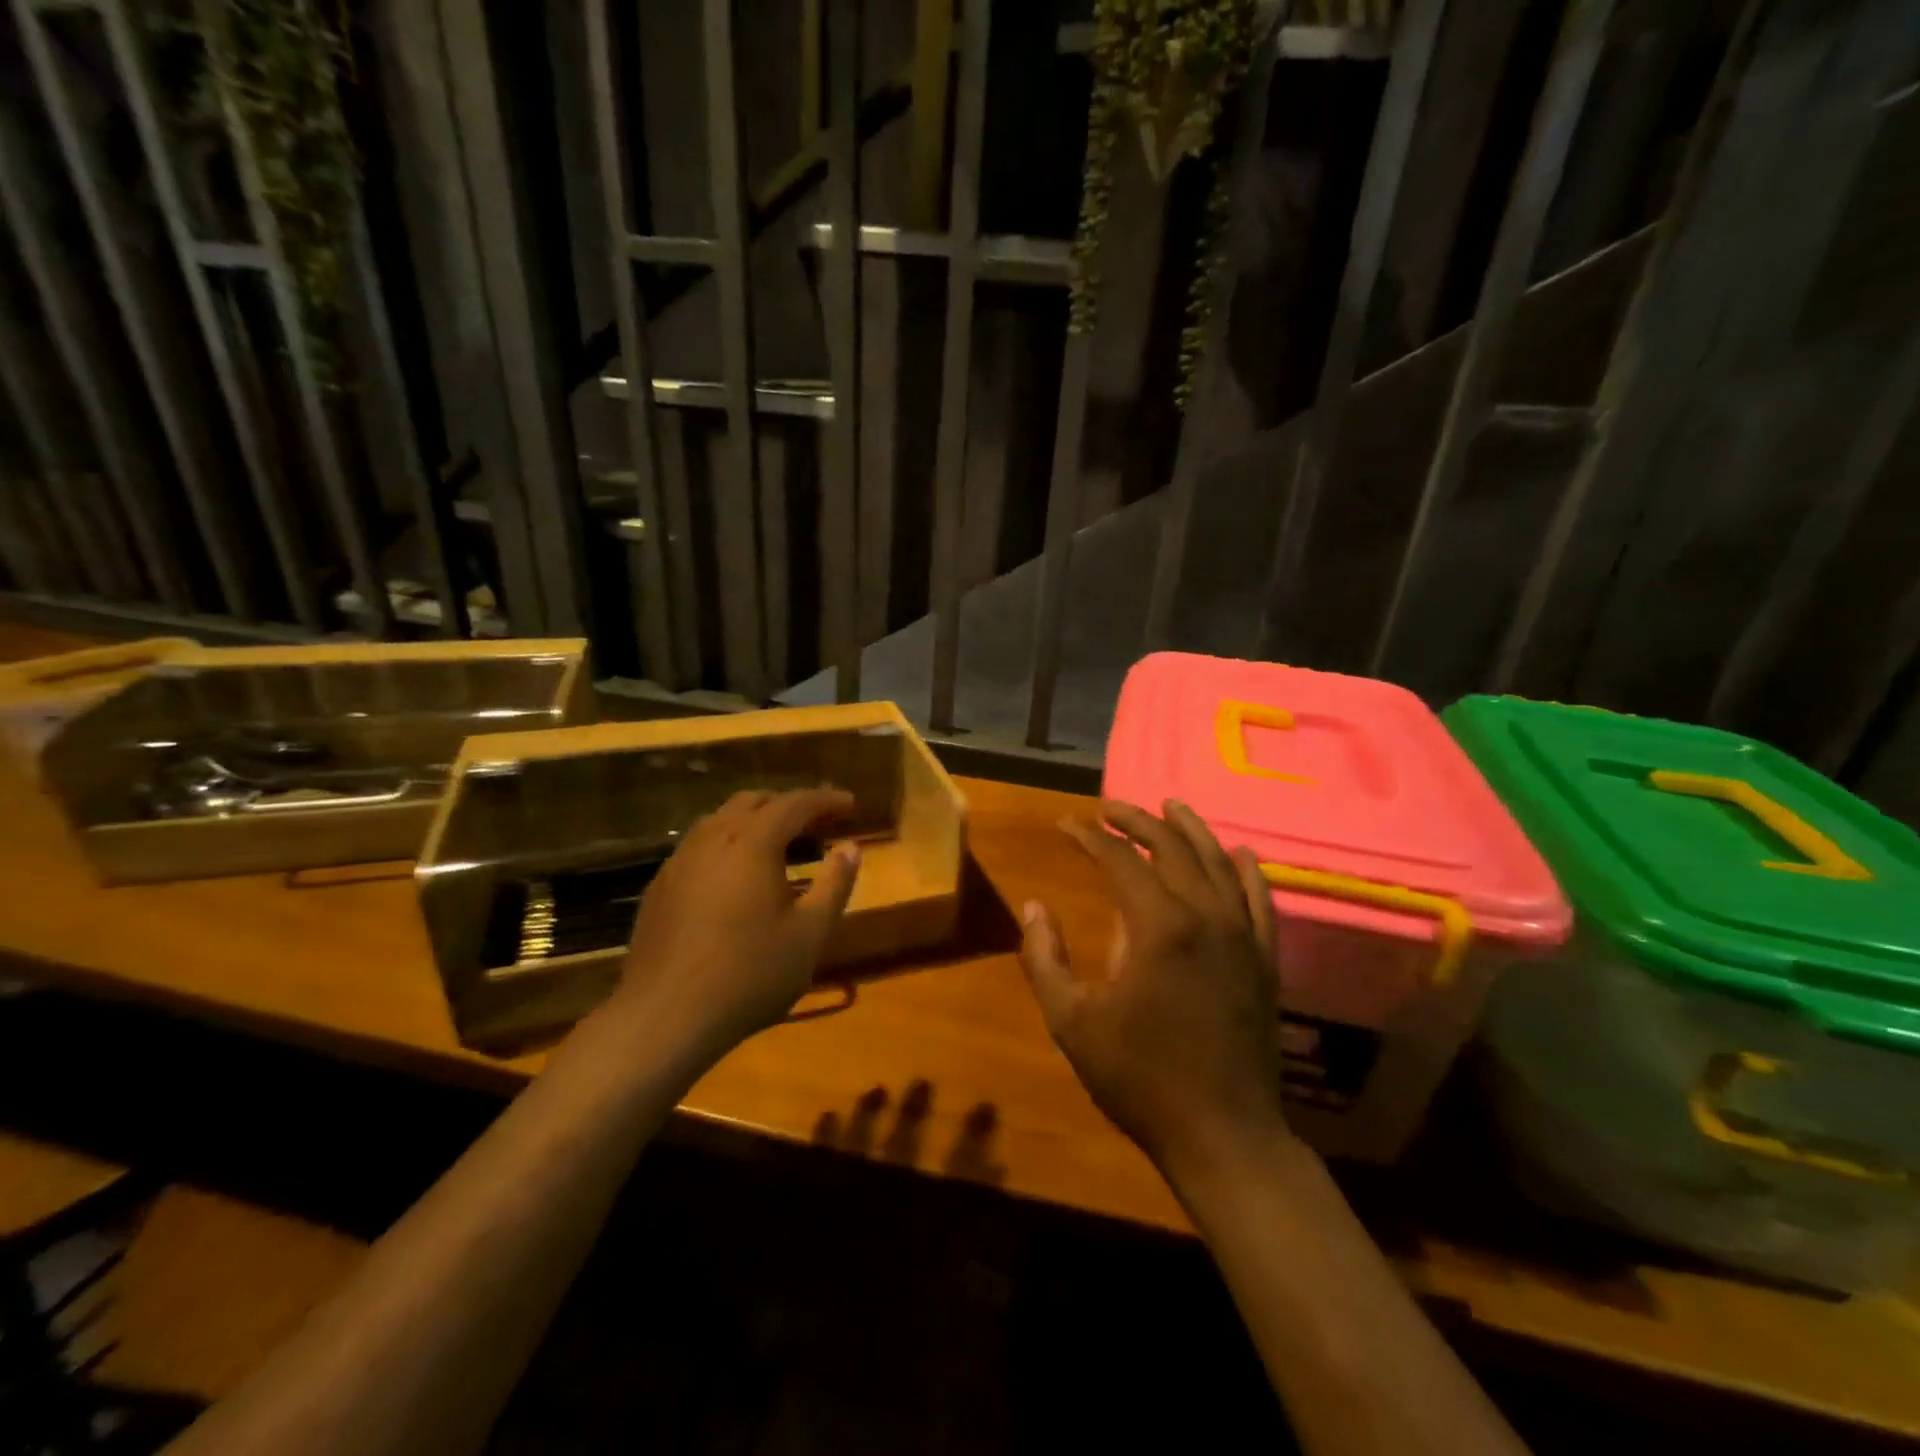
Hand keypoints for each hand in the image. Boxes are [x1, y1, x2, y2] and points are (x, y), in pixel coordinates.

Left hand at [613, 788, 860, 1054]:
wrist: (664, 1017)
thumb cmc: (749, 974)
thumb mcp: (809, 933)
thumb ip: (835, 884)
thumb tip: (851, 847)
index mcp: (752, 842)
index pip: (795, 803)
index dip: (826, 800)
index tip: (851, 805)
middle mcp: (712, 838)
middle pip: (754, 802)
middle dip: (789, 805)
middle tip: (818, 825)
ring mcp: (679, 861)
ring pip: (721, 821)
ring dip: (756, 823)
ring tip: (781, 848)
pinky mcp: (660, 887)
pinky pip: (700, 847)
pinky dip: (728, 845)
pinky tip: (737, 879)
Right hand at [1020, 799, 1291, 1177]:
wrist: (1222, 1133)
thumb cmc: (1140, 1077)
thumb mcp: (1072, 1022)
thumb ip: (1045, 958)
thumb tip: (1034, 907)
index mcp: (1158, 926)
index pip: (1119, 859)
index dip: (1089, 836)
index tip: (1065, 824)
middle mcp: (1205, 916)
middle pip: (1171, 847)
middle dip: (1136, 821)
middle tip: (1108, 807)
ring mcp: (1242, 935)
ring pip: (1217, 863)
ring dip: (1190, 830)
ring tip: (1169, 806)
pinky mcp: (1264, 959)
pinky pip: (1260, 900)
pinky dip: (1247, 871)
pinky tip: (1239, 853)